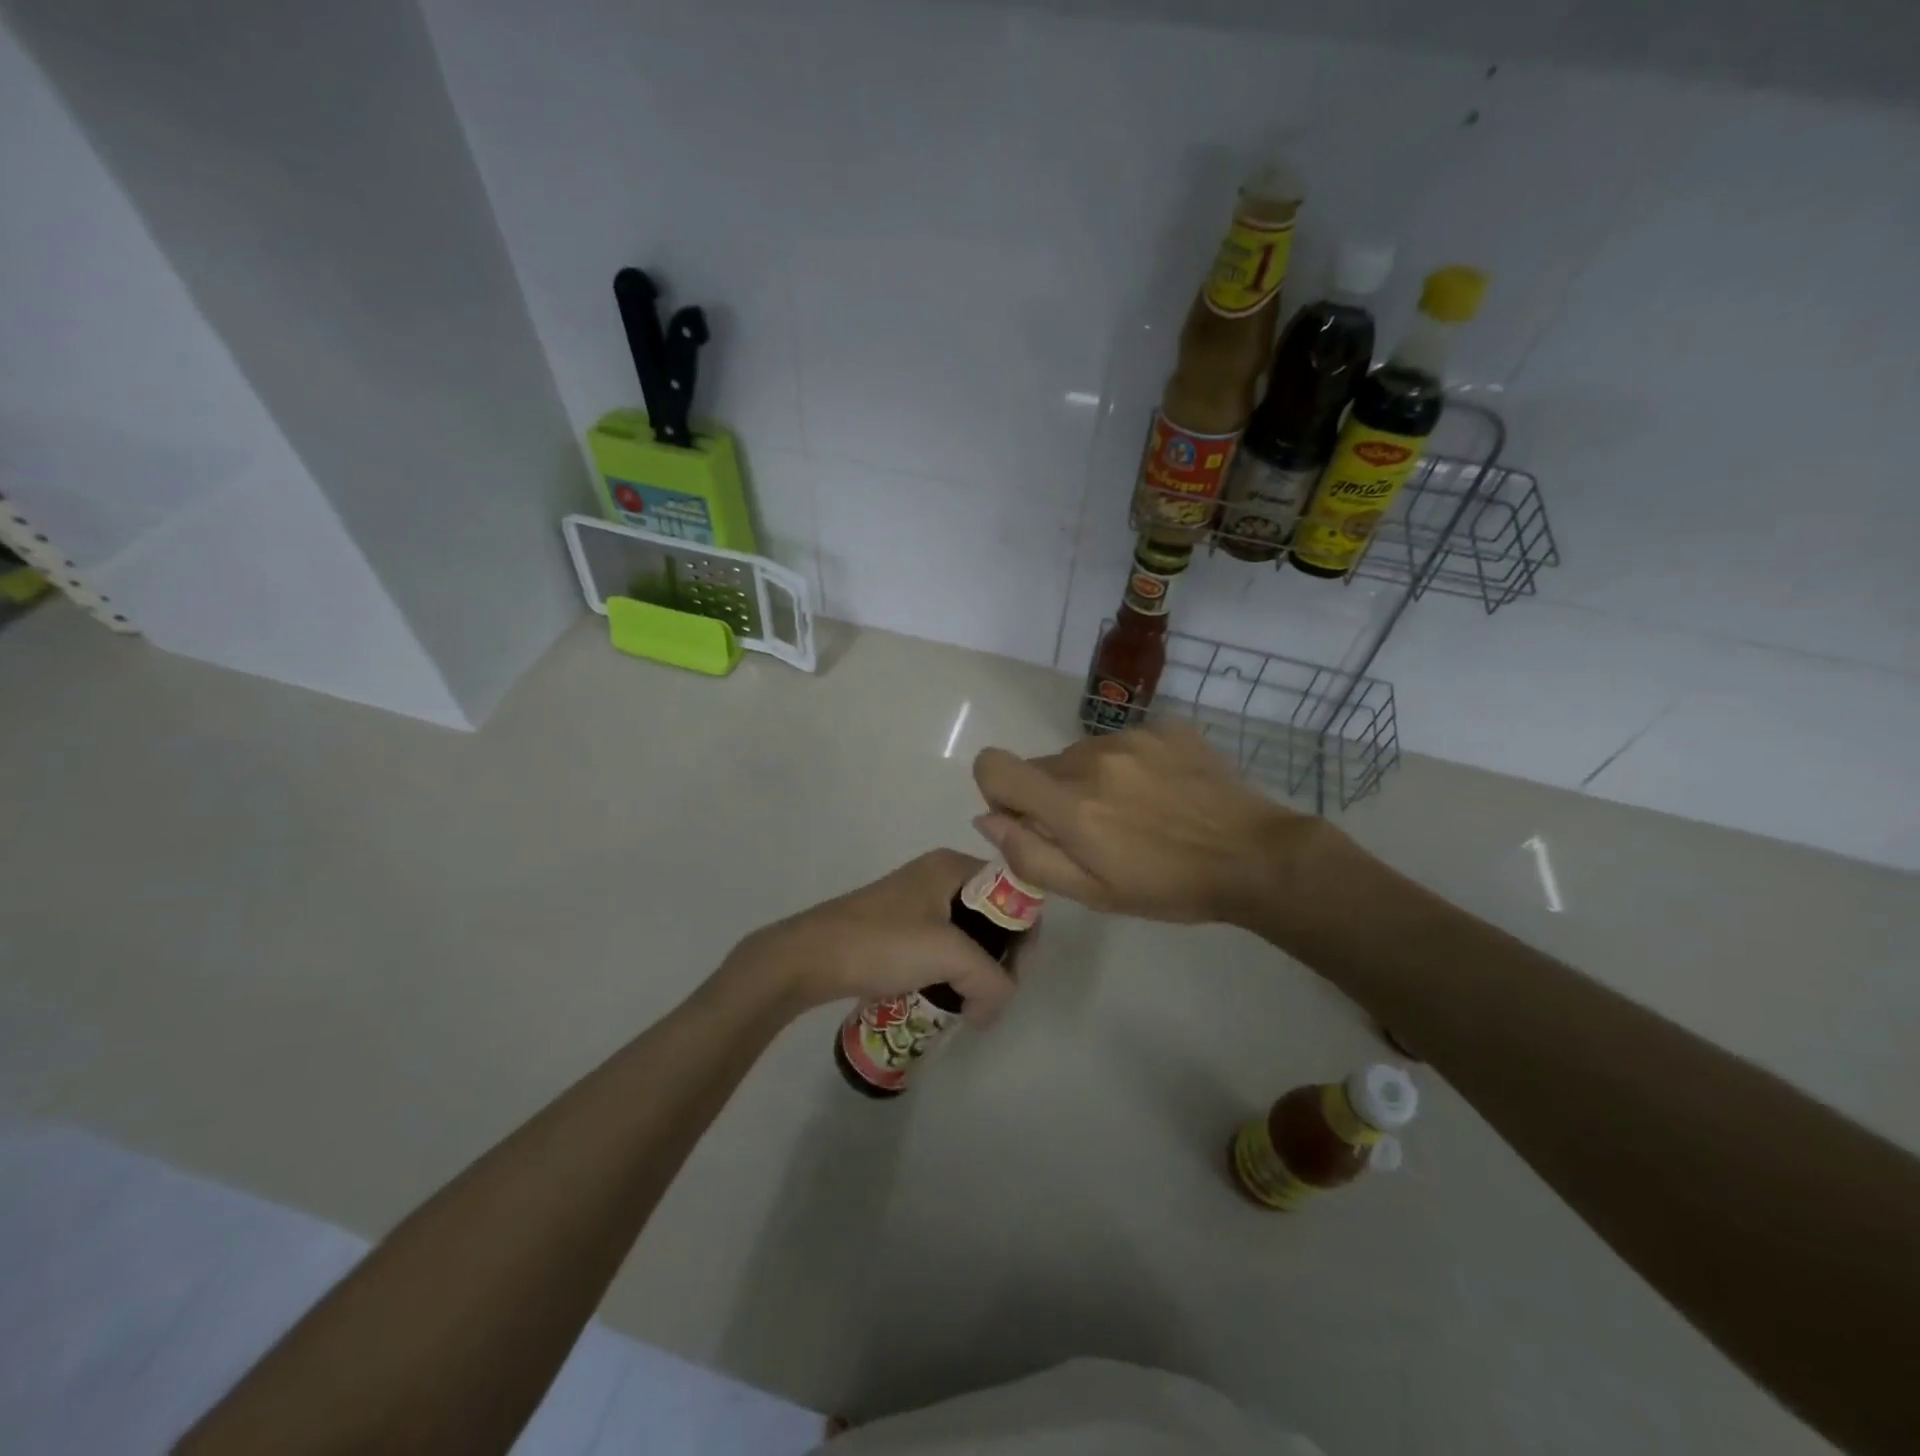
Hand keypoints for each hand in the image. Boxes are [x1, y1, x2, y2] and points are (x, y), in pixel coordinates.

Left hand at [724, 849, 1017, 1019]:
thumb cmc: (882, 942)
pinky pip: (941, 946)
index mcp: (953, 866)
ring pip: (967, 935)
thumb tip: (994, 1008)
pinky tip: (941, 996)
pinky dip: (949, 971)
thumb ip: (990, 980)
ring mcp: (916, 901)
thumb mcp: (948, 955)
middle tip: (990, 995)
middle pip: (992, 915)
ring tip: (967, 1002)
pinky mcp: (899, 926)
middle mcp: (938, 875)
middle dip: (999, 958)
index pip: (1013, 892)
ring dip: (974, 969)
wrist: (809, 957)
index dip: (1023, 935)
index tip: (1012, 977)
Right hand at [971, 723, 1322, 924]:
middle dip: (1052, 797)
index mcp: (1070, 803)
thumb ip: (1030, 856)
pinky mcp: (1164, 727)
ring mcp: (1131, 738)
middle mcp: (1092, 759)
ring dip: (1091, 780)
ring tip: (1136, 813)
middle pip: (1040, 765)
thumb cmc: (1168, 887)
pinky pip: (1122, 743)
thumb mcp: (1093, 893)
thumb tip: (988, 819)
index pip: (993, 766)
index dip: (997, 791)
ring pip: (1081, 755)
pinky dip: (1128, 765)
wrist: (1254, 856)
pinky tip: (1163, 792)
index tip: (1027, 818)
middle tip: (1097, 832)